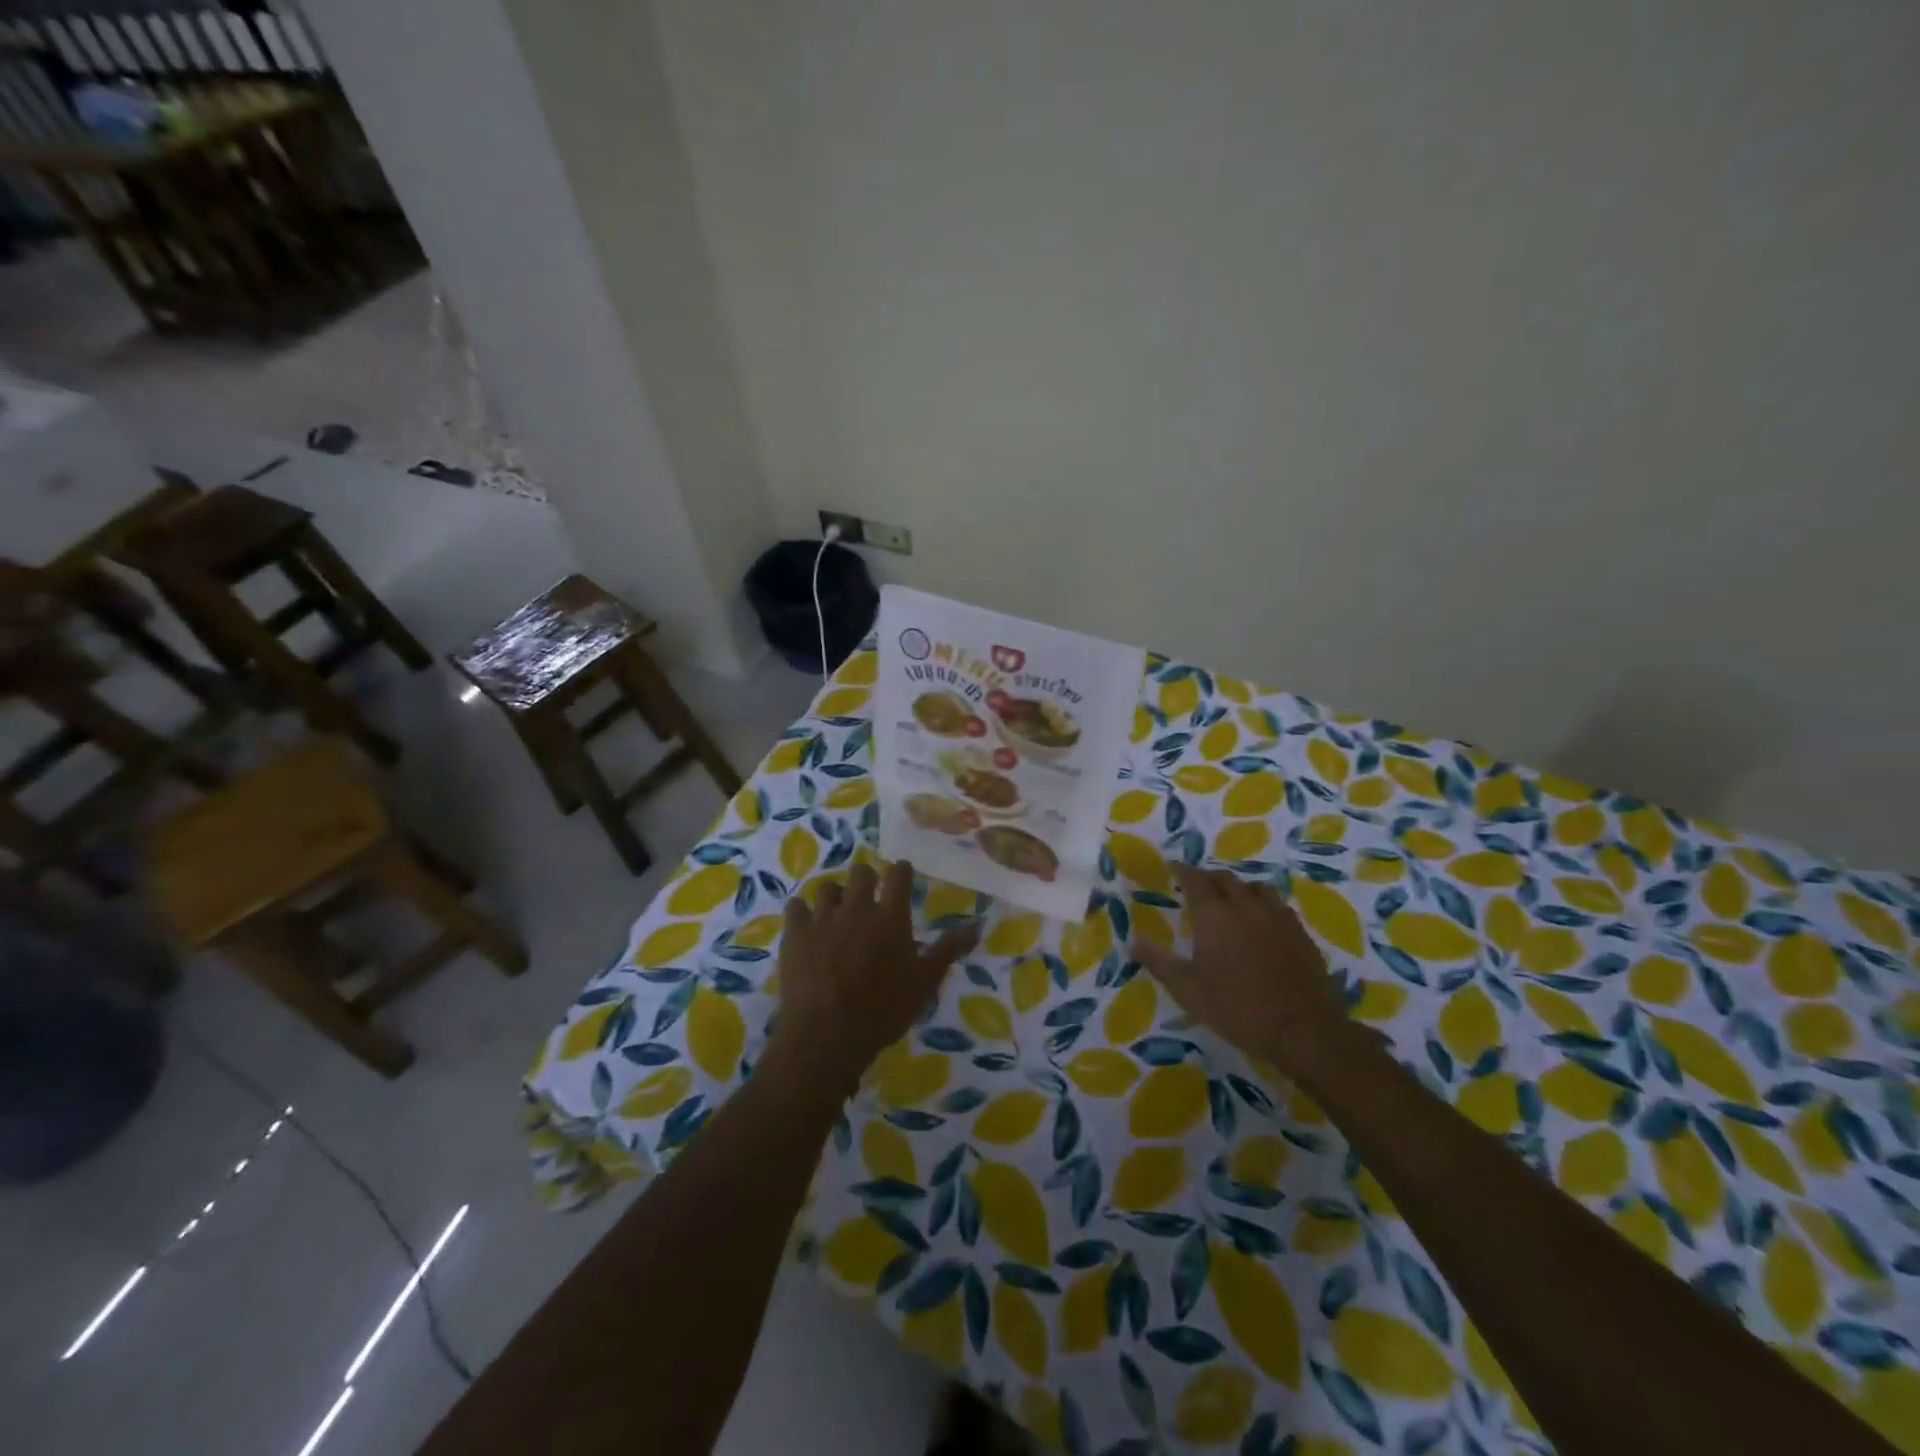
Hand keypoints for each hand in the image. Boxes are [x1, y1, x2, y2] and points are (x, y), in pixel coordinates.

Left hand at [771, 861, 977, 1090]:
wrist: (827, 1036)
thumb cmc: (883, 1011)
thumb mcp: (924, 983)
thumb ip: (947, 950)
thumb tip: (975, 927)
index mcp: (892, 916)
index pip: (899, 875)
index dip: (901, 871)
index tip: (901, 874)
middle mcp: (858, 908)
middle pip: (862, 872)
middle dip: (867, 879)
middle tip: (869, 896)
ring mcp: (823, 918)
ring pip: (828, 887)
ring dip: (836, 896)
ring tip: (837, 912)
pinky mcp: (795, 933)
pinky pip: (796, 906)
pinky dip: (803, 912)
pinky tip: (807, 924)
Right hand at [1132, 864, 1353, 1073]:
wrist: (1303, 1030)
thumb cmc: (1237, 1008)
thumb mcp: (1188, 990)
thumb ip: (1159, 962)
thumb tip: (1133, 941)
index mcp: (1215, 915)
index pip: (1195, 880)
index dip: (1182, 870)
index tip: (1173, 867)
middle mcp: (1246, 906)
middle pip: (1225, 879)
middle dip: (1208, 878)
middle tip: (1198, 887)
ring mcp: (1277, 917)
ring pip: (1255, 887)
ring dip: (1239, 888)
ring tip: (1232, 899)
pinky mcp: (1300, 933)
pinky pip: (1278, 905)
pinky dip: (1263, 904)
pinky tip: (1262, 921)